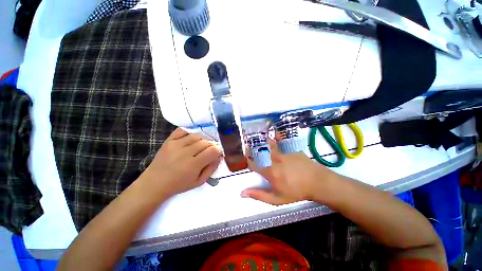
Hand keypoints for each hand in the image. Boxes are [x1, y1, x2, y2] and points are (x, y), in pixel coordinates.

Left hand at [140, 128, 221, 196]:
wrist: (155, 183)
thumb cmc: (179, 185)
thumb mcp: (199, 182)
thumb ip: (211, 169)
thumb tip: (219, 157)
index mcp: (193, 165)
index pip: (213, 151)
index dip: (218, 150)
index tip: (217, 153)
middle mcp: (185, 152)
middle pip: (205, 142)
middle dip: (211, 146)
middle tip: (209, 151)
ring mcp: (176, 145)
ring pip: (196, 136)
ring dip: (202, 140)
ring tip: (200, 147)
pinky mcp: (169, 141)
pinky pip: (183, 131)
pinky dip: (190, 132)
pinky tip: (192, 138)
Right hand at [241, 139, 339, 204]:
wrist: (316, 182)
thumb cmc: (296, 192)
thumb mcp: (276, 199)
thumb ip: (259, 195)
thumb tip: (242, 193)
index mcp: (269, 172)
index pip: (253, 164)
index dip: (248, 161)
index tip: (247, 160)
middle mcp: (274, 160)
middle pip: (259, 152)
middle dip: (252, 149)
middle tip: (249, 147)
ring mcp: (283, 152)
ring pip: (269, 144)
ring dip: (263, 142)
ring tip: (259, 140)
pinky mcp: (291, 148)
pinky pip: (281, 142)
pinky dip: (276, 138)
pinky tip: (275, 136)